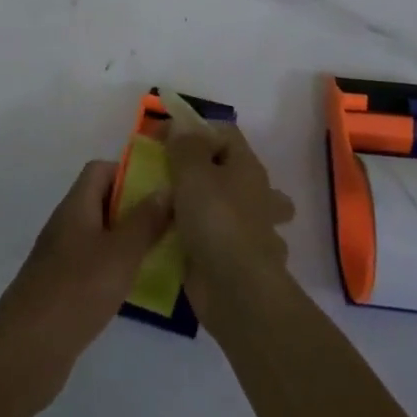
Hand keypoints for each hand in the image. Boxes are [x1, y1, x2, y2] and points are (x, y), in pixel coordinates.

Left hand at [0, 160, 171, 411]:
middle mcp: (66, 224)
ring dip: (127, 240)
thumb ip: (145, 221)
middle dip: (134, 207)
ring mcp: (61, 256)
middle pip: (101, 201)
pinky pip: (93, 263)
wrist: (29, 348)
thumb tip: (165, 187)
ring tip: (162, 254)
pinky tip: (136, 287)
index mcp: (75, 206)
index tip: (161, 189)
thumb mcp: (120, 253)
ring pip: (99, 234)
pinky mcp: (62, 287)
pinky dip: (115, 267)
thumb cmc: (78, 289)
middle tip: (170, 223)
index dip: (129, 172)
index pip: (100, 170)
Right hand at [165, 118, 295, 326]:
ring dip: (211, 206)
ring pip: (235, 208)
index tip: (161, 139)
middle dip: (207, 169)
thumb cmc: (215, 220)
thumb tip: (181, 126)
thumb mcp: (191, 172)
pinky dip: (206, 240)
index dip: (192, 128)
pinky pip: (221, 241)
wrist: (235, 290)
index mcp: (247, 168)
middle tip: (173, 175)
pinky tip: (182, 240)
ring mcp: (250, 230)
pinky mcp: (238, 259)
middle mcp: (255, 195)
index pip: (224, 132)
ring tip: (176, 208)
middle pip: (232, 169)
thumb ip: (184, 145)